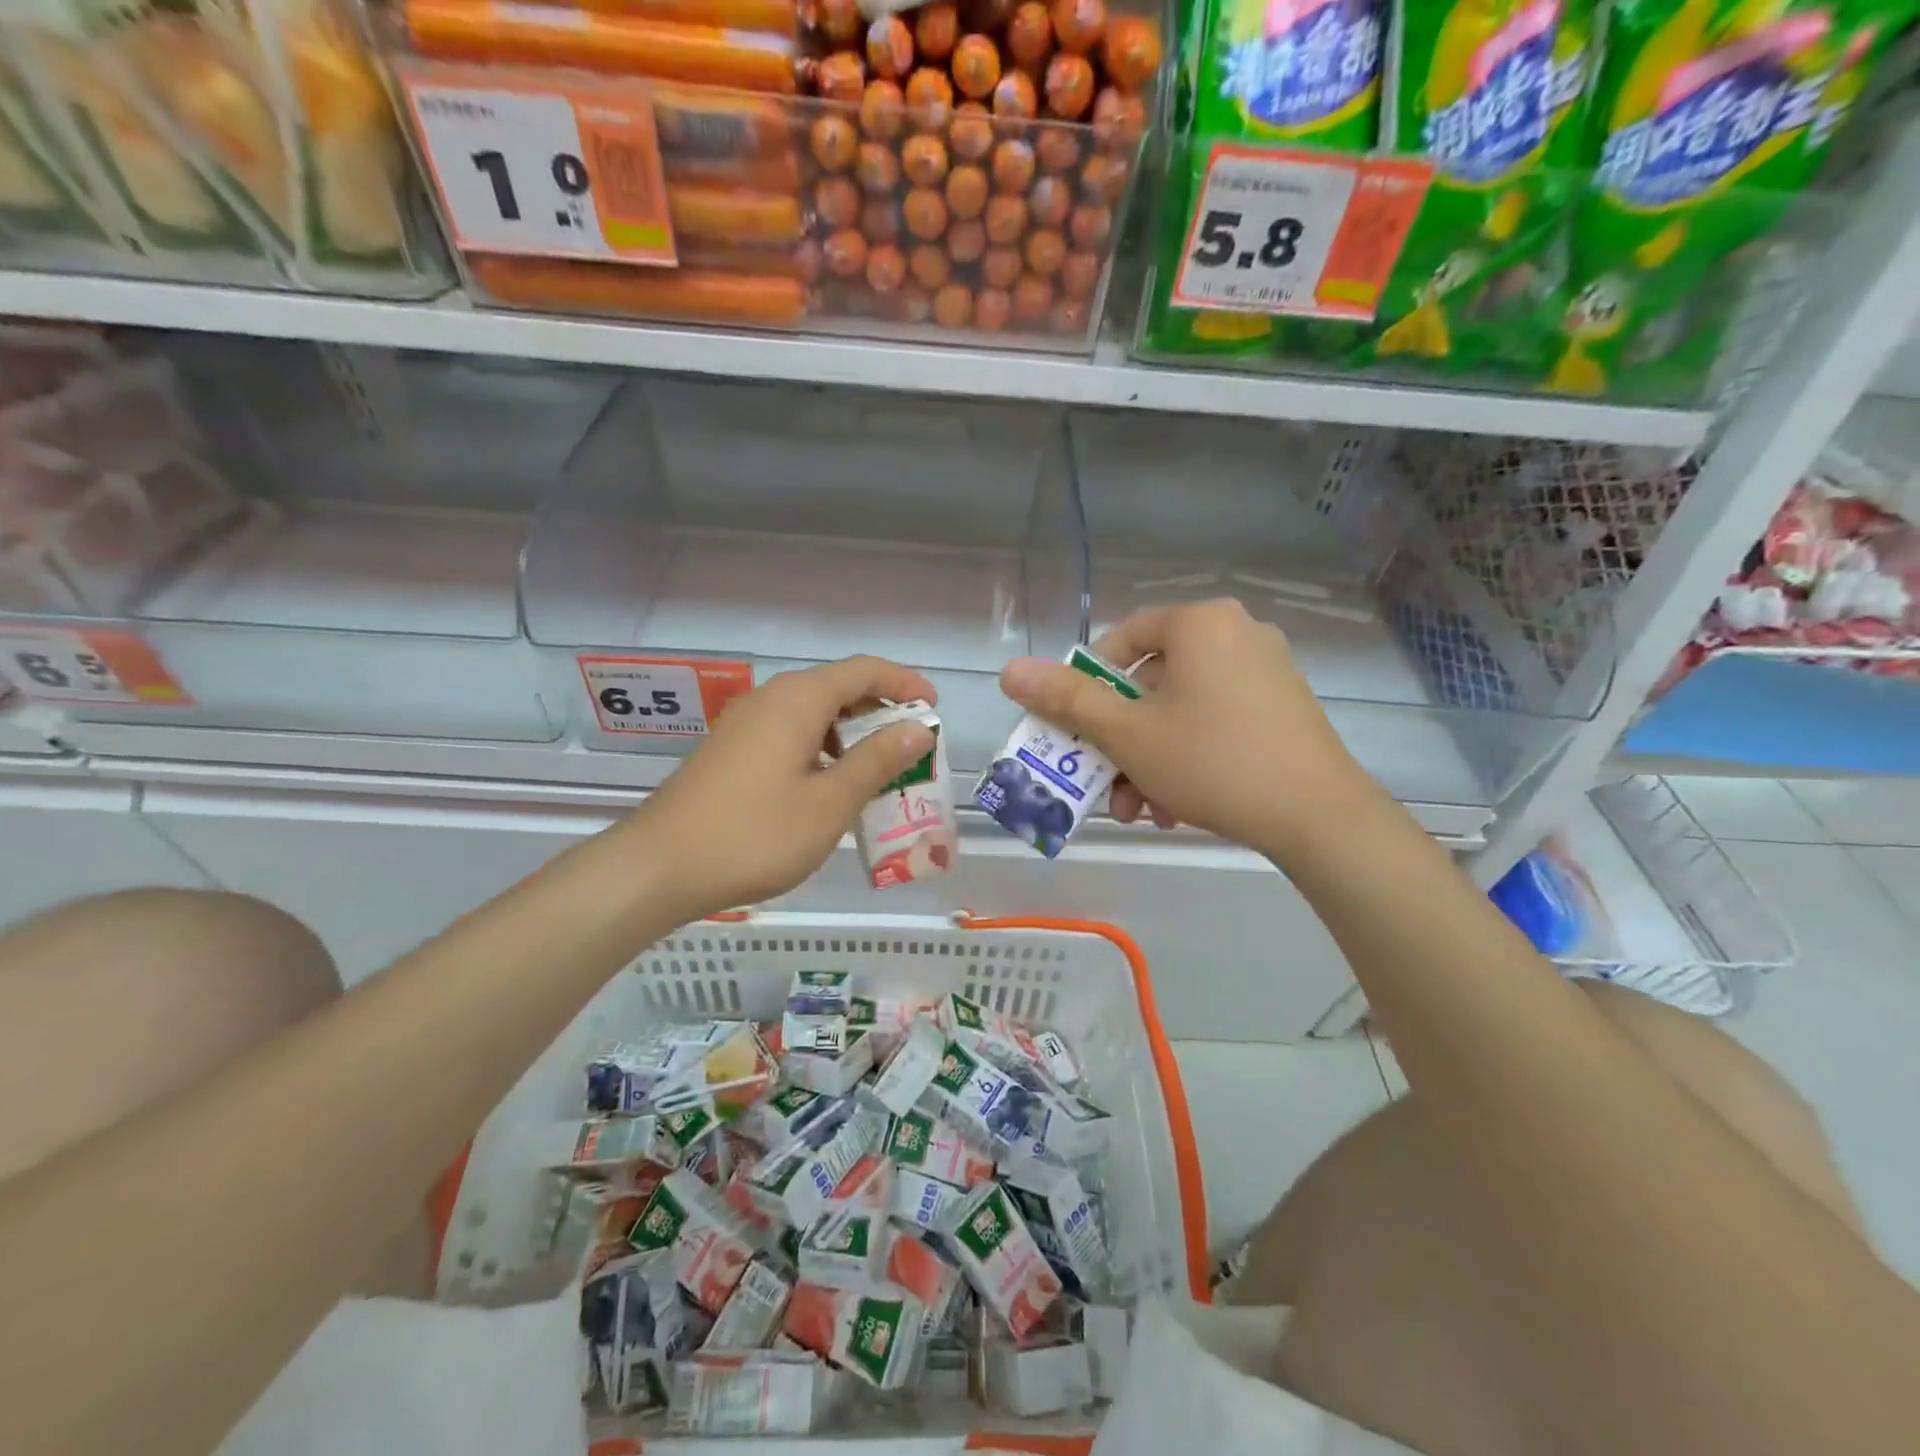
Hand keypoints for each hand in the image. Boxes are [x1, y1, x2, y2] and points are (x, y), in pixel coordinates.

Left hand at [627, 657, 936, 920]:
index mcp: (798, 700)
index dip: (904, 683)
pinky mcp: (731, 750)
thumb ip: (877, 760)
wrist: (658, 867)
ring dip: (851, 733)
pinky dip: (822, 748)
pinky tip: (830, 786)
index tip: (934, 709)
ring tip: (879, 770)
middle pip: (837, 687)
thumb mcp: (829, 802)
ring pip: (813, 713)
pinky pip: (790, 733)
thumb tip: (919, 727)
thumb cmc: (755, 834)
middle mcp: (770, 699)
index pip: (864, 670)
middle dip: (880, 711)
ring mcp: (745, 724)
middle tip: (913, 746)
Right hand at [998, 600, 1377, 859]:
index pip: (1122, 639)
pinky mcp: (1285, 707)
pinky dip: (1188, 756)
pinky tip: (1177, 804)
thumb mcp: (1127, 734)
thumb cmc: (1211, 761)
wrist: (1319, 816)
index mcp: (1200, 623)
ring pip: (1182, 709)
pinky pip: (1216, 721)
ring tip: (1142, 809)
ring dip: (1150, 758)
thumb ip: (1067, 700)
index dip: (1088, 684)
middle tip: (1108, 785)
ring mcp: (1267, 670)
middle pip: (1152, 682)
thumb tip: (1009, 670)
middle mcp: (1237, 633)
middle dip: (1121, 740)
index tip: (1079, 730)